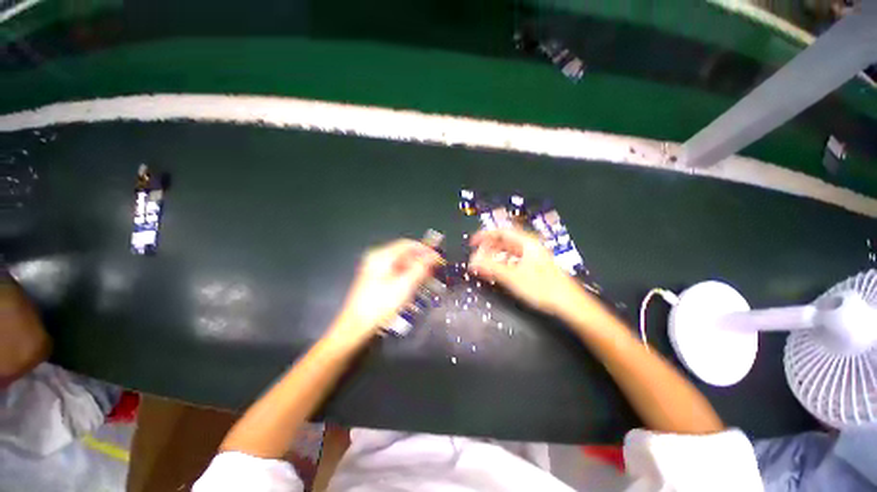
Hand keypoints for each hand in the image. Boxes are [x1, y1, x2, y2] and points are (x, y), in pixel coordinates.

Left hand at [330, 239, 440, 344]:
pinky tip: (414, 283)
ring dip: (415, 268)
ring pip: (400, 262)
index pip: (408, 245)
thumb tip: (432, 257)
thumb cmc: (380, 305)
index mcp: (382, 256)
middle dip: (420, 260)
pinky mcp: (375, 277)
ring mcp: (375, 268)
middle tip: (434, 269)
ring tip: (426, 277)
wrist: (356, 325)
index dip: (425, 249)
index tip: (437, 257)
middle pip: (404, 253)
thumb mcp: (404, 286)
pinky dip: (406, 274)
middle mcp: (377, 258)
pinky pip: (395, 270)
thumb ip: (420, 269)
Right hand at [468, 228, 586, 316]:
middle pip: (504, 241)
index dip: (485, 235)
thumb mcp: (513, 277)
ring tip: (483, 265)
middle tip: (476, 256)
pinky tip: (496, 273)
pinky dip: (502, 265)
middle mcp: (529, 247)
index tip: (473, 242)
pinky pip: (513, 262)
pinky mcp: (534, 268)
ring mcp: (532, 258)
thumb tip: (473, 261)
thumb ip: (491, 267)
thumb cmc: (543, 288)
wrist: (569, 303)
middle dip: (488, 247)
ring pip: (508, 252)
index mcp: (526, 243)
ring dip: (494, 257)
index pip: (501, 232)